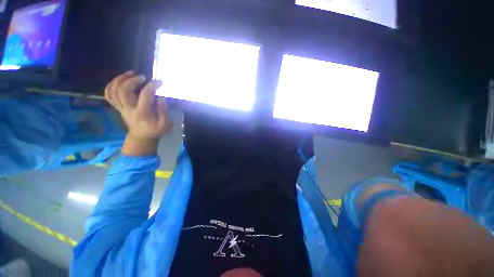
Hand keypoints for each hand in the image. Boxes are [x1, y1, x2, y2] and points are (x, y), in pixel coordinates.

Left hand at [105, 71, 172, 154]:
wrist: (142, 138)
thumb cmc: (155, 131)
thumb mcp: (165, 124)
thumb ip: (164, 111)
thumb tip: (161, 98)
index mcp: (142, 113)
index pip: (145, 96)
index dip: (152, 86)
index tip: (160, 82)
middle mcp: (129, 109)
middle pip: (123, 90)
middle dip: (132, 80)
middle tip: (142, 77)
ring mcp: (121, 108)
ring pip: (113, 91)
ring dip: (120, 79)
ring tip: (130, 73)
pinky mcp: (118, 108)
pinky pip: (109, 95)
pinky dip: (111, 85)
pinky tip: (120, 80)